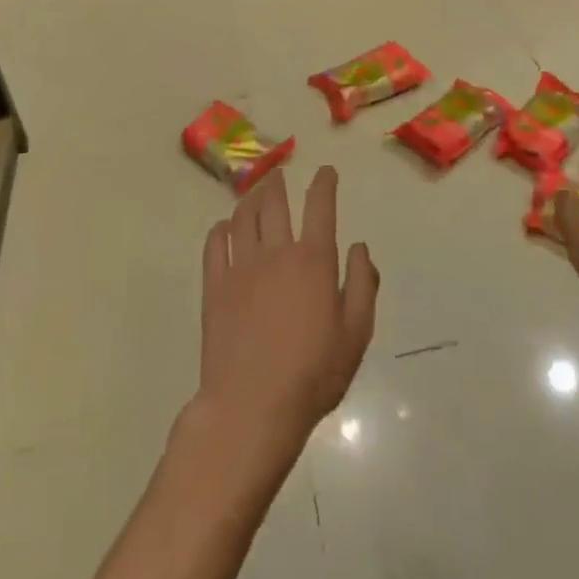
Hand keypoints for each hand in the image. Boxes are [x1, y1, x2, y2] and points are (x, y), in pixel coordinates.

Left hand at [195, 167, 378, 463]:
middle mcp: (277, 253)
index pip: (320, 208)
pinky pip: (215, 244)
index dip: (324, 184)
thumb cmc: (313, 374)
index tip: (326, 172)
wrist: (252, 406)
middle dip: (279, 183)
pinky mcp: (214, 286)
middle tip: (280, 174)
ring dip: (251, 198)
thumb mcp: (356, 333)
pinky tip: (224, 227)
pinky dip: (220, 229)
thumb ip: (363, 284)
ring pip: (243, 217)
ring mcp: (241, 267)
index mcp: (314, 261)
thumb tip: (359, 247)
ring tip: (255, 191)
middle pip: (275, 204)